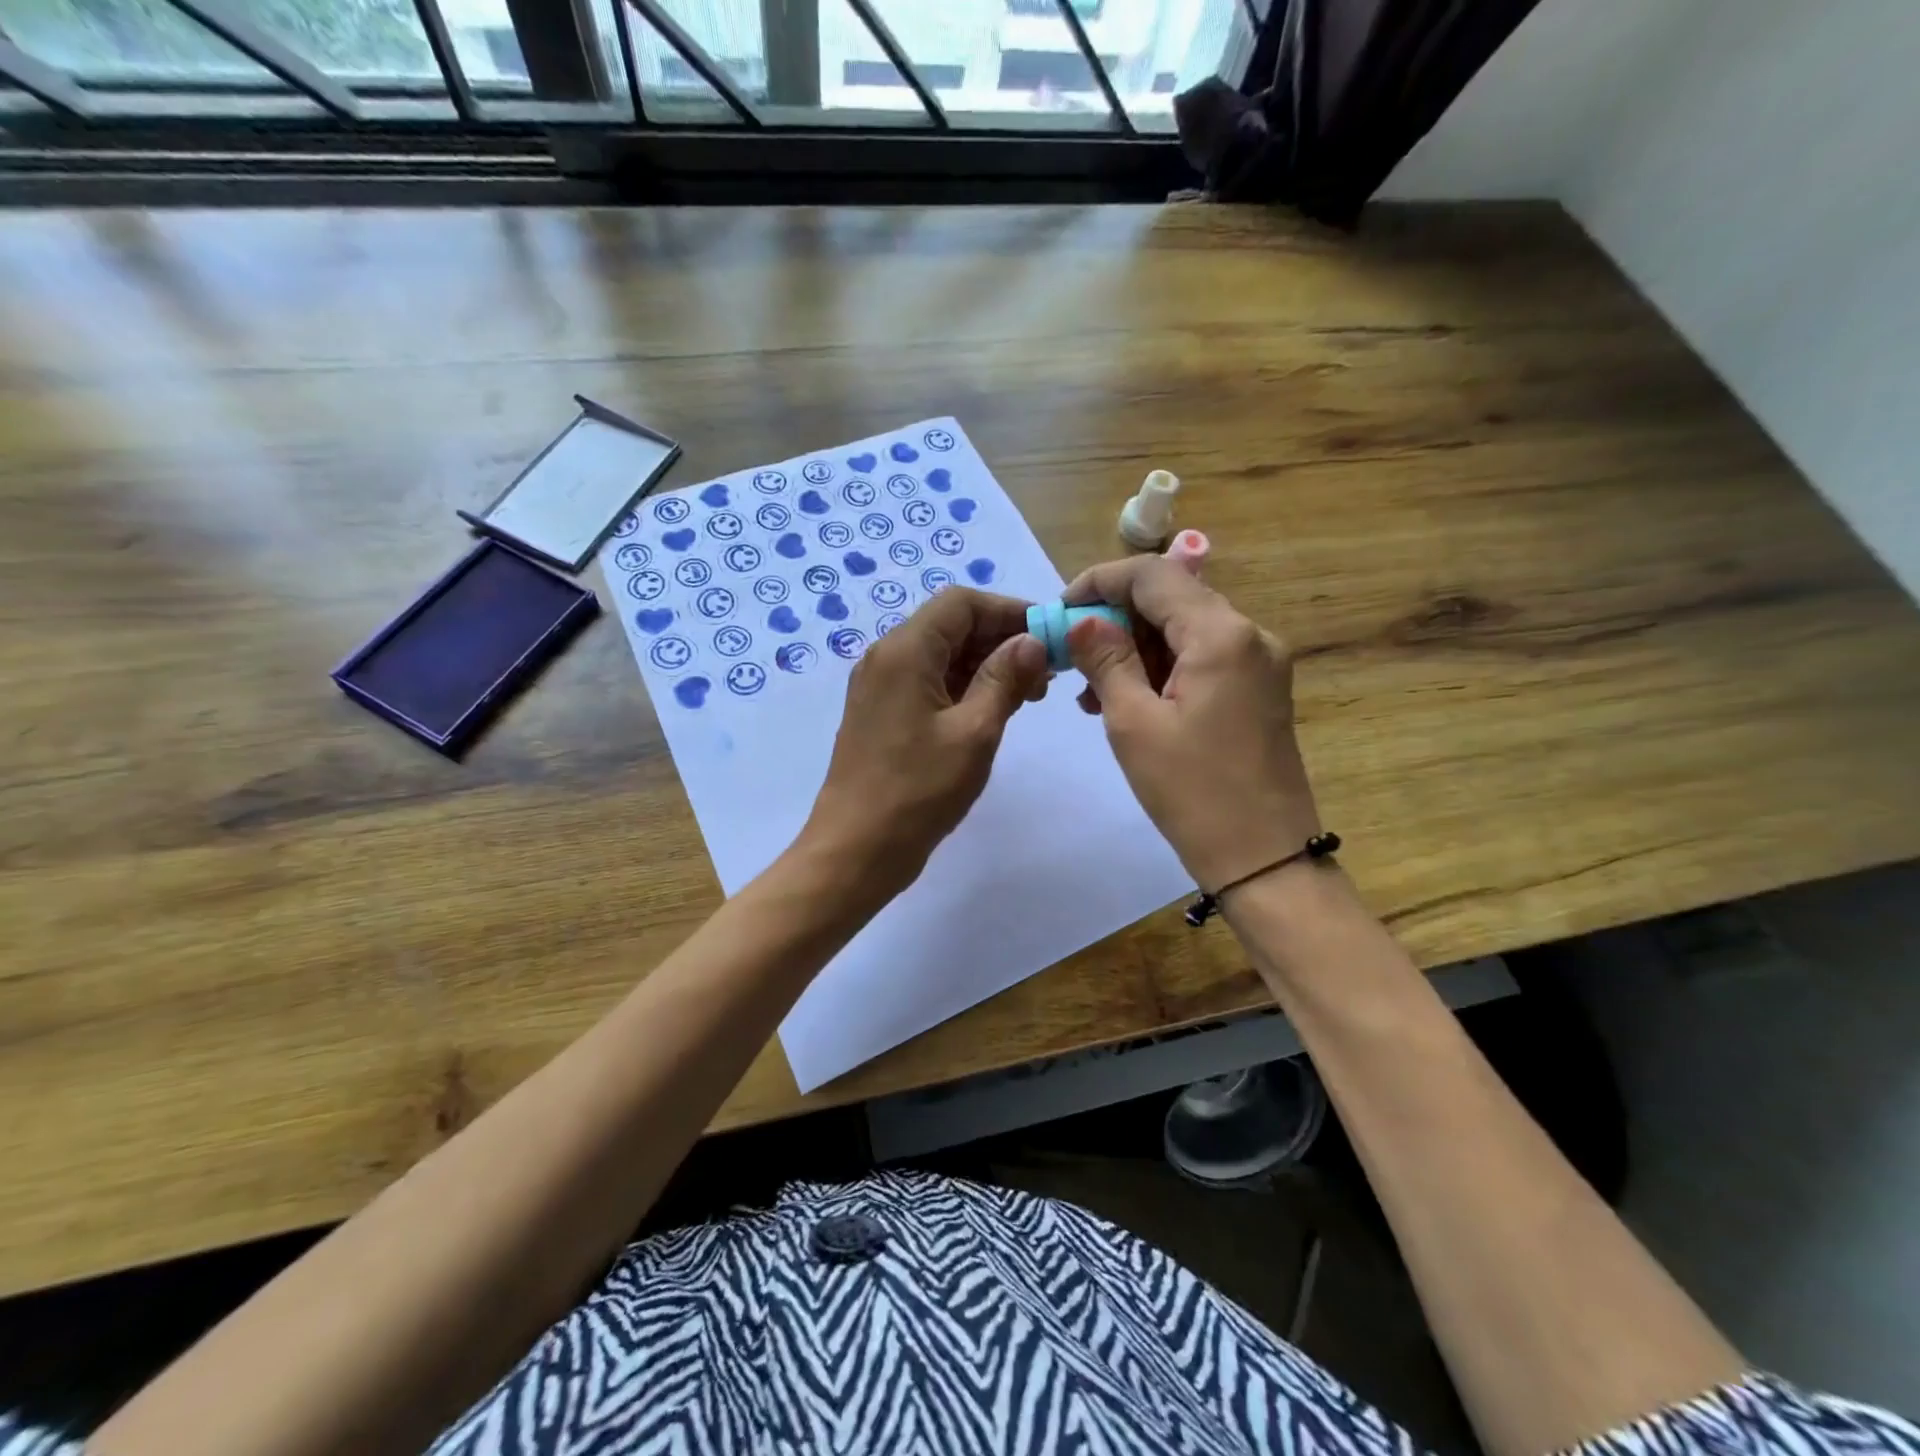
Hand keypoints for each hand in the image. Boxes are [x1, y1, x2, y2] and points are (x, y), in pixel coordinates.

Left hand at [801, 588, 1048, 897]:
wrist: (856, 849)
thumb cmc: (918, 791)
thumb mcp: (974, 732)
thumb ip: (1005, 679)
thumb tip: (1031, 641)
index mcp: (905, 651)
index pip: (961, 603)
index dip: (1009, 611)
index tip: (1049, 636)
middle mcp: (887, 658)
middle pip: (951, 626)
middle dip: (1001, 640)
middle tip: (1046, 672)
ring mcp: (881, 687)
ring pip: (941, 656)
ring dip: (986, 666)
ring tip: (1029, 695)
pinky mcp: (882, 714)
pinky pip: (928, 683)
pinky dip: (964, 688)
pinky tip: (995, 710)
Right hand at [1063, 557, 1320, 891]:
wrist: (1263, 859)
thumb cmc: (1192, 792)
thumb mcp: (1134, 723)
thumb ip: (1106, 660)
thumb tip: (1082, 620)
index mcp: (1221, 634)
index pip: (1153, 575)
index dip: (1100, 581)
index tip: (1061, 609)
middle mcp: (1250, 635)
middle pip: (1172, 599)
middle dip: (1115, 619)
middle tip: (1071, 656)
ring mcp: (1260, 663)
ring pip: (1185, 629)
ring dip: (1135, 647)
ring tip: (1091, 692)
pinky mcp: (1259, 690)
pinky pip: (1202, 659)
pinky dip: (1161, 668)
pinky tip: (1128, 700)